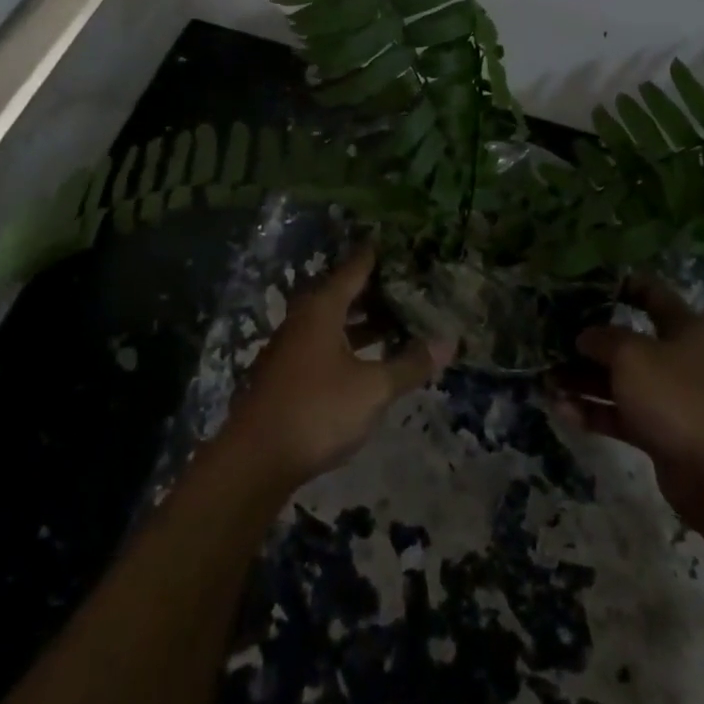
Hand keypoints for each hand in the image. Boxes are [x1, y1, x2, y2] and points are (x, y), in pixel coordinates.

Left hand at [223, 246, 455, 487]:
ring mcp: (291, 347)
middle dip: (373, 289)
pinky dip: (348, 341)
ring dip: (361, 320)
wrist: (254, 460)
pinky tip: (366, 358)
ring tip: (394, 321)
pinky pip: (323, 343)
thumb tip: (449, 342)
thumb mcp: (372, 390)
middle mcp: (303, 319)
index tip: (397, 243)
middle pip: (341, 293)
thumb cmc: (317, 411)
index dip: (375, 256)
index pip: (354, 269)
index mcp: (322, 310)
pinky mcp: (286, 373)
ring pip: (332, 321)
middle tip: (406, 285)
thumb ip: (409, 365)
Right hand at [551, 274, 703, 523]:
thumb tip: (586, 337)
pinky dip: (593, 411)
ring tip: (546, 379)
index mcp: (684, 327)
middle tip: (553, 338)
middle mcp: (678, 358)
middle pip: (629, 341)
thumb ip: (602, 338)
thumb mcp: (631, 355)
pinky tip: (561, 409)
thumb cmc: (675, 395)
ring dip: (584, 380)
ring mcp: (669, 397)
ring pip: (619, 381)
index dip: (622, 284)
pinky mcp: (660, 432)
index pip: (652, 293)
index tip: (586, 284)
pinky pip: (620, 414)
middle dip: (590, 342)